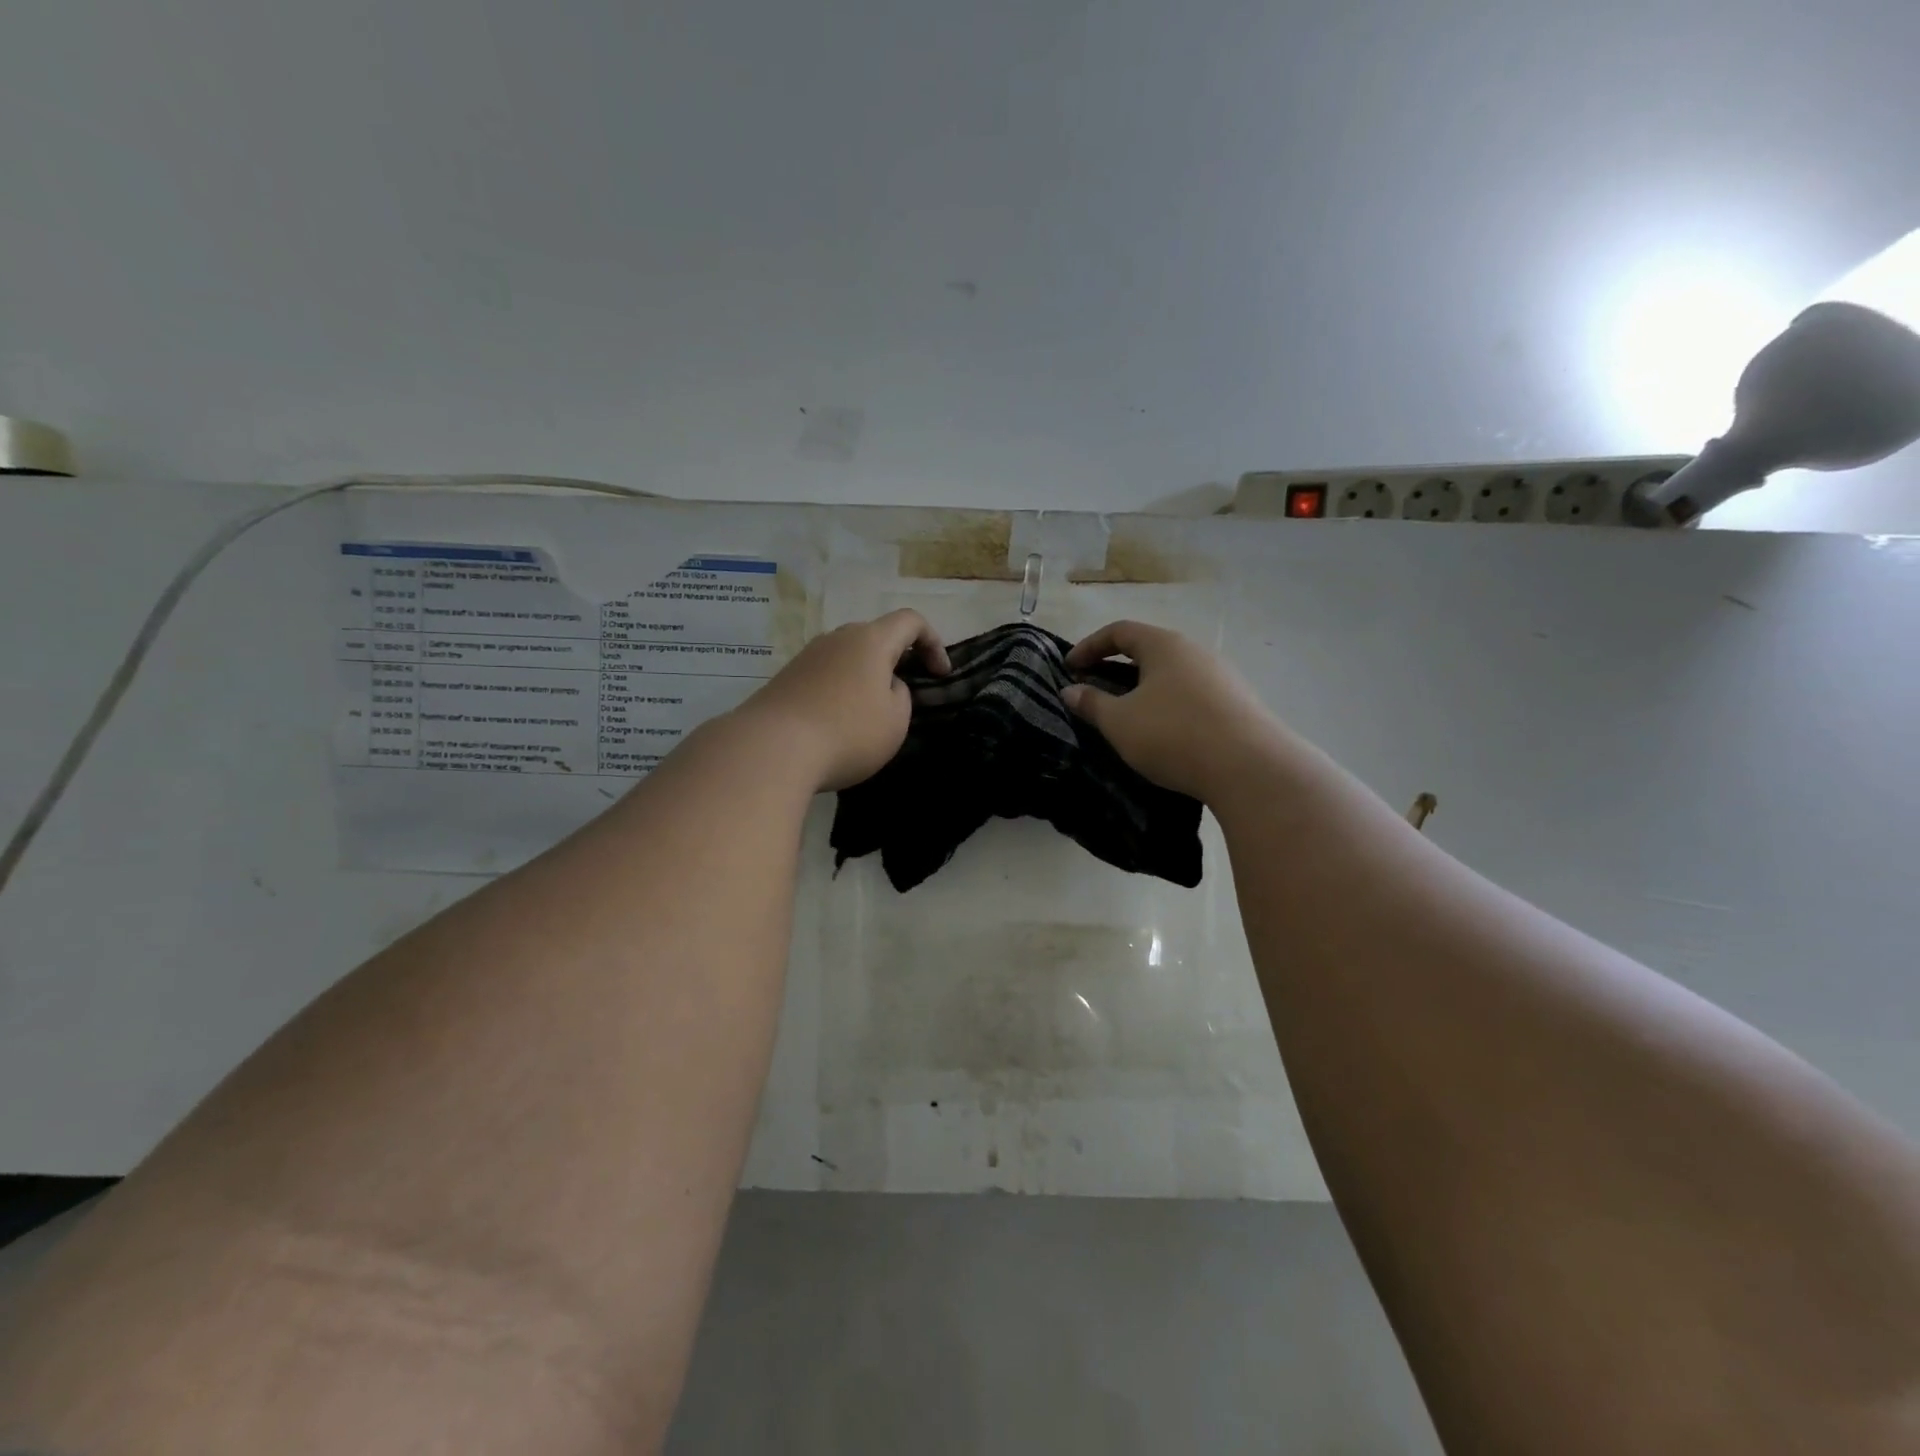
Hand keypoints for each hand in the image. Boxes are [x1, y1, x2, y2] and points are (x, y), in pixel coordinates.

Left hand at [734, 609, 949, 791]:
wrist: (772, 748)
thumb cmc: (848, 732)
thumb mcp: (896, 721)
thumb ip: (901, 695)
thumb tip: (885, 686)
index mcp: (871, 640)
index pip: (911, 621)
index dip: (933, 642)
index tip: (940, 675)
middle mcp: (838, 637)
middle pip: (876, 636)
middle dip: (897, 659)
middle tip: (906, 692)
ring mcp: (808, 655)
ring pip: (848, 656)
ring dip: (866, 676)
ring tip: (870, 712)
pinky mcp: (787, 677)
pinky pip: (825, 674)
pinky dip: (841, 690)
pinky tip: (838, 722)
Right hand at [1063, 621, 1276, 802]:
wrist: (1250, 768)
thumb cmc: (1173, 735)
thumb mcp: (1120, 722)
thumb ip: (1091, 704)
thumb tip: (1070, 691)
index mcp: (1165, 645)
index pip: (1120, 631)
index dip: (1089, 646)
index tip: (1069, 668)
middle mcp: (1196, 652)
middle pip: (1149, 650)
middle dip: (1117, 668)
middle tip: (1095, 691)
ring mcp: (1222, 677)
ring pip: (1172, 675)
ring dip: (1144, 689)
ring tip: (1127, 715)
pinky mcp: (1237, 704)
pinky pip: (1192, 696)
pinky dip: (1168, 706)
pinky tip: (1164, 733)